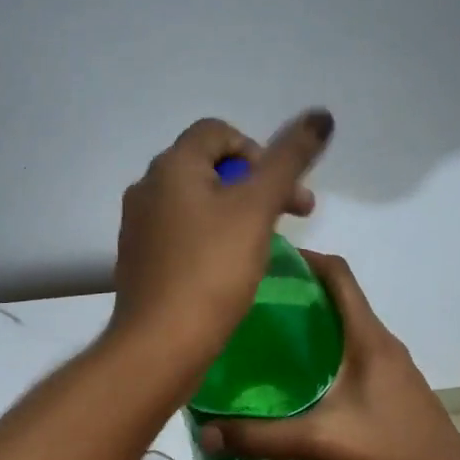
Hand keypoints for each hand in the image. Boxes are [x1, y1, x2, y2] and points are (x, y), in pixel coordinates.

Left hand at [109, 110, 332, 365]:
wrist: (160, 344)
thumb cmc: (212, 270)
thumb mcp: (258, 208)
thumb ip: (289, 160)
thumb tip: (320, 115)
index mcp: (171, 166)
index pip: (217, 131)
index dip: (258, 150)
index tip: (282, 189)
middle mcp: (147, 188)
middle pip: (209, 167)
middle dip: (255, 185)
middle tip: (293, 216)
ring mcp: (139, 226)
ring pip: (197, 203)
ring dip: (235, 213)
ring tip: (262, 245)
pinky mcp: (140, 260)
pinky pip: (182, 235)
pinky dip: (211, 239)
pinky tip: (229, 271)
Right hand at [195, 252, 459, 459]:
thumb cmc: (391, 451)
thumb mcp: (319, 442)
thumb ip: (261, 436)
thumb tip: (205, 433)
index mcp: (367, 338)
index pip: (338, 274)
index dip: (304, 258)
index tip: (265, 261)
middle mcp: (381, 342)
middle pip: (338, 299)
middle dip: (297, 294)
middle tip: (250, 306)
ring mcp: (391, 366)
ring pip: (345, 329)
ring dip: (310, 326)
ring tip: (266, 341)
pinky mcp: (392, 388)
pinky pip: (352, 354)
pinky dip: (324, 353)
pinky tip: (298, 382)